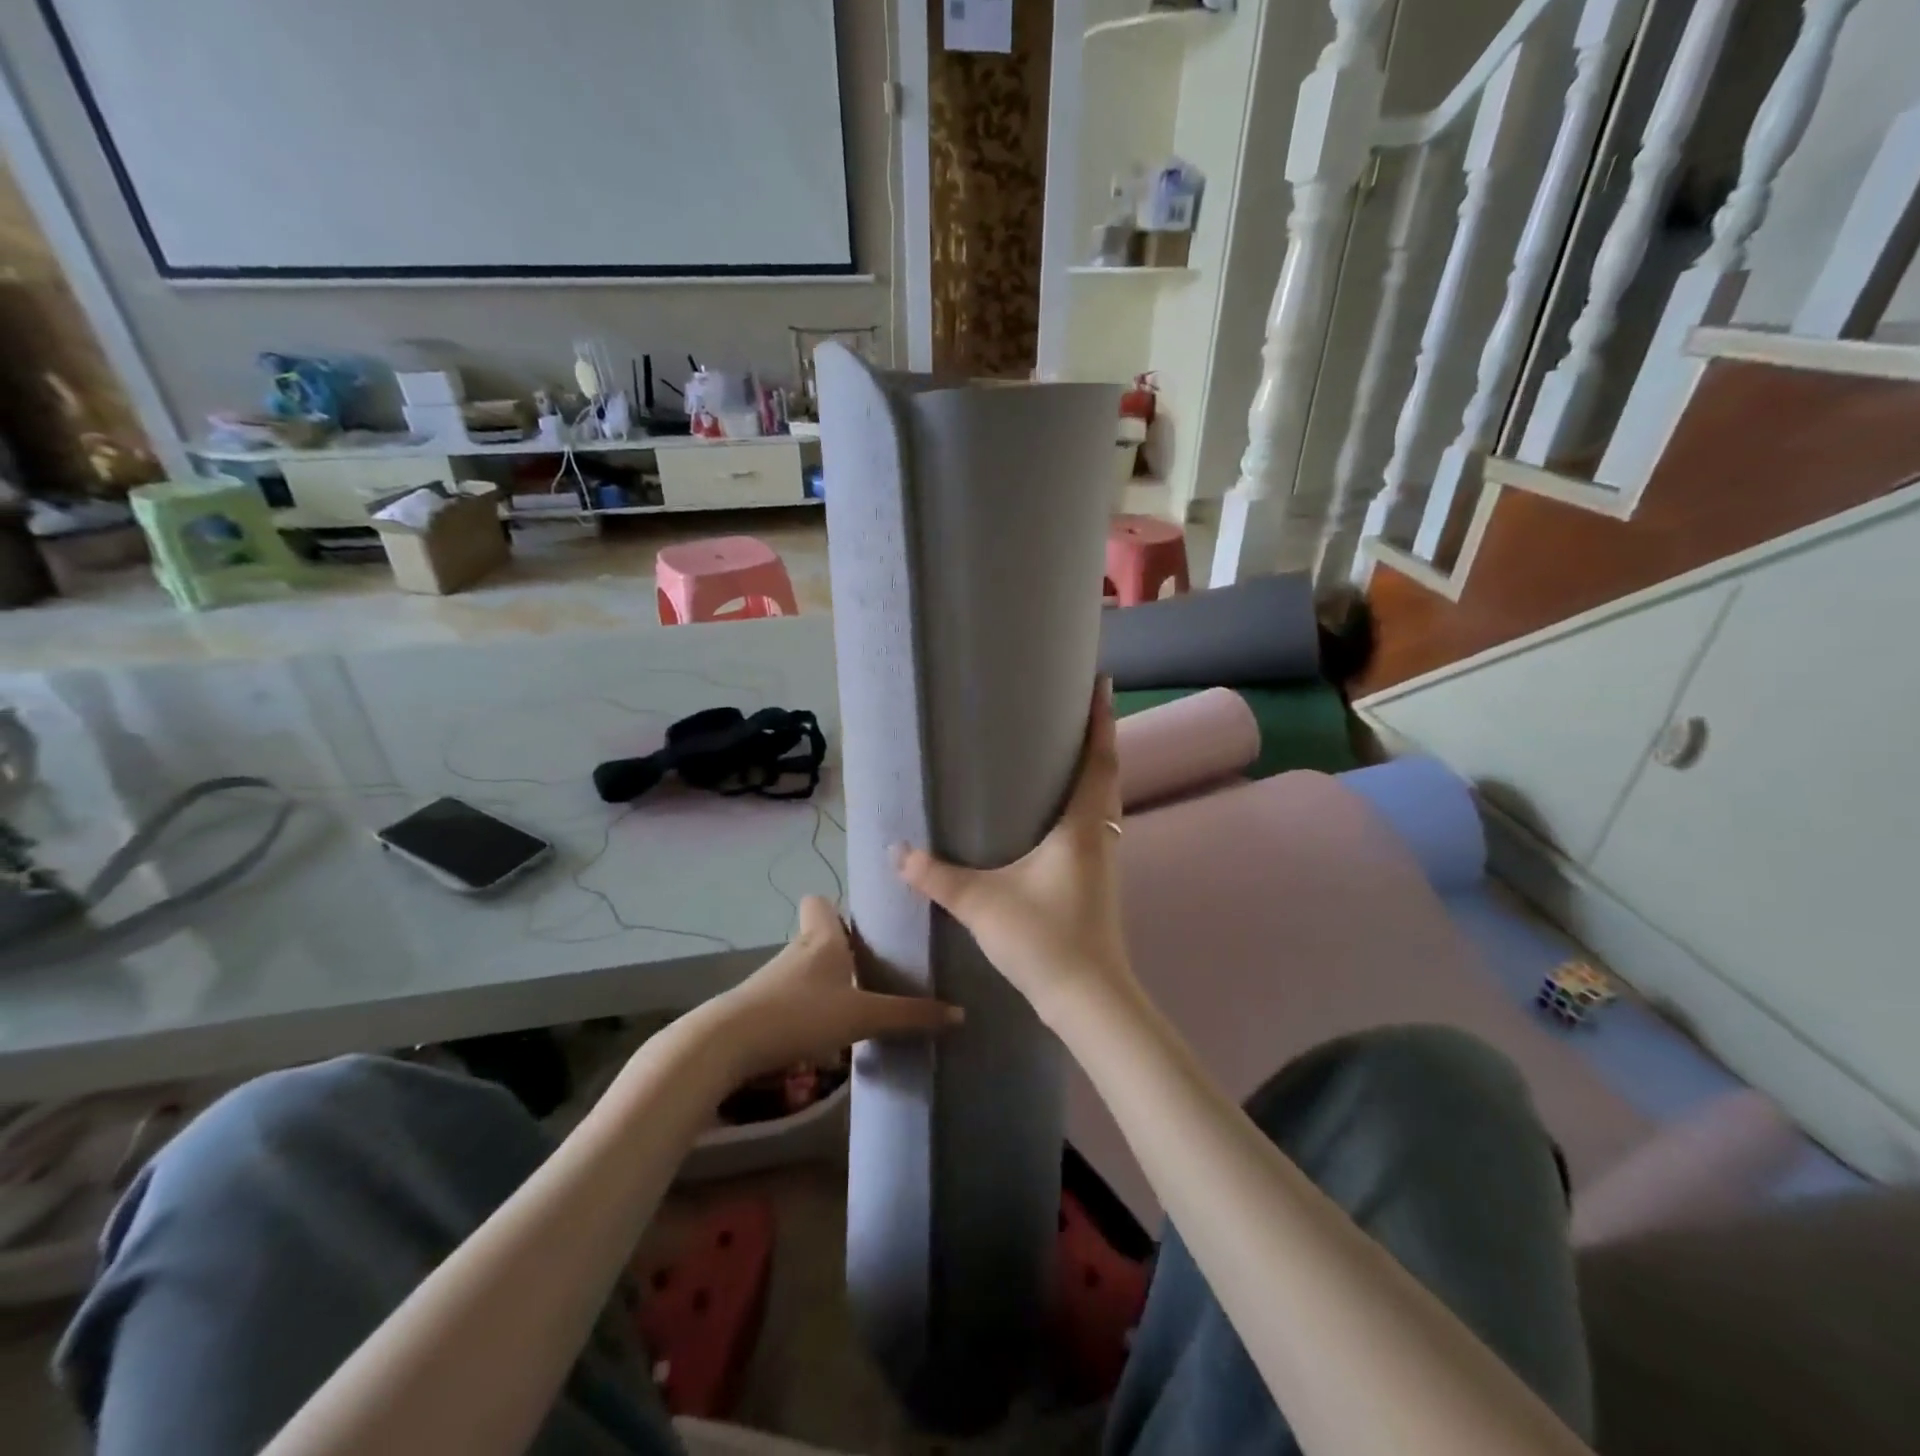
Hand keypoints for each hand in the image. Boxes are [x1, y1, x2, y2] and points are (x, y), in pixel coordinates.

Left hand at [712, 895, 961, 1080]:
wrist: (727, 1044)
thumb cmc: (801, 1014)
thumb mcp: (862, 1017)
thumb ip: (909, 1016)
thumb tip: (960, 1015)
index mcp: (823, 939)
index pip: (822, 902)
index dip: (839, 908)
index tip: (865, 925)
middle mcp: (797, 950)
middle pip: (819, 937)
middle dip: (842, 951)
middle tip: (874, 970)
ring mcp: (773, 979)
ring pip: (805, 970)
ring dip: (825, 984)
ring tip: (856, 1006)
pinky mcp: (758, 1008)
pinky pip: (790, 998)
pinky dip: (806, 1010)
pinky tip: (823, 1036)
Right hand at [895, 681, 1138, 1027]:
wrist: (1088, 999)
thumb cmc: (1044, 939)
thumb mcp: (982, 903)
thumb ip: (936, 876)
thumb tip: (895, 851)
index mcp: (1081, 827)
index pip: (1099, 761)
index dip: (1101, 722)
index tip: (1104, 684)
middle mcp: (1101, 837)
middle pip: (1107, 777)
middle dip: (1099, 740)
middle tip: (1079, 711)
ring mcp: (1105, 862)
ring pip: (1105, 804)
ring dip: (1095, 773)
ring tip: (1069, 753)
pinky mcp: (1099, 883)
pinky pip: (1097, 826)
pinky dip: (1087, 804)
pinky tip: (1061, 816)